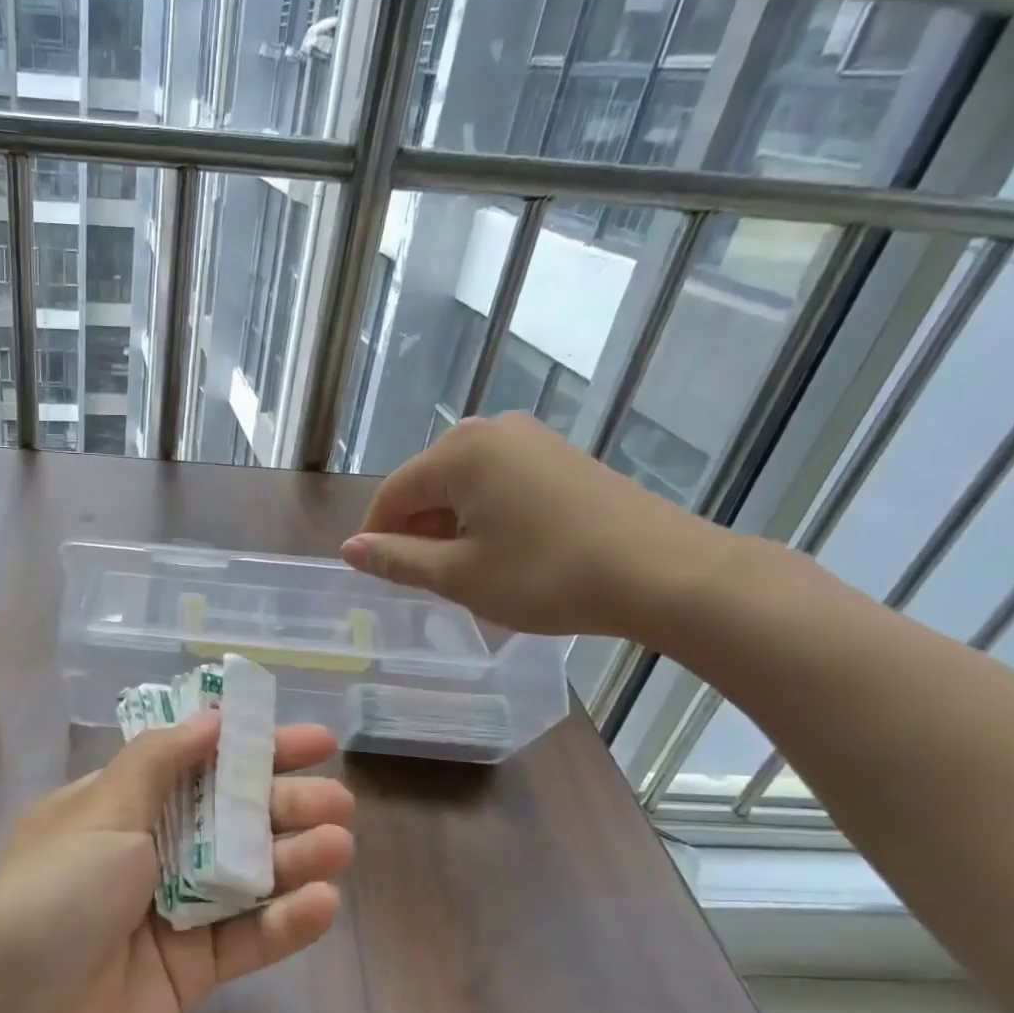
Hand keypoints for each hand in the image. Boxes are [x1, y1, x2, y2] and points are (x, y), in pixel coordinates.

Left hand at [0, 713, 352, 1012]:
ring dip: (295, 858)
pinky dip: (285, 923)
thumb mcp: (99, 814)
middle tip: (339, 800)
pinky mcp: (192, 972)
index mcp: (121, 806)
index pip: (199, 763)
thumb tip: (210, 718)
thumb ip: (159, 764)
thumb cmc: (50, 901)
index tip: (313, 741)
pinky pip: (246, 939)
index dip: (253, 748)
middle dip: (285, 803)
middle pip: (232, 818)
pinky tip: (322, 904)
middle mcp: (151, 852)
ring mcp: (174, 913)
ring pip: (248, 876)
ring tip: (339, 845)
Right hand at [340, 413, 731, 638]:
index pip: (393, 494)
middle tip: (425, 581)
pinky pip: (499, 483)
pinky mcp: (561, 457)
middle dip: (416, 531)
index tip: (376, 576)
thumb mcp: (459, 575)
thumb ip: (397, 559)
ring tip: (464, 572)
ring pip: (463, 485)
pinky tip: (501, 551)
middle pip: (427, 485)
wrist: (663, 573)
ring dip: (450, 527)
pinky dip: (485, 516)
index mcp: (459, 451)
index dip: (376, 537)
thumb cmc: (547, 575)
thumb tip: (350, 549)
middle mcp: (490, 431)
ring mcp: (531, 440)